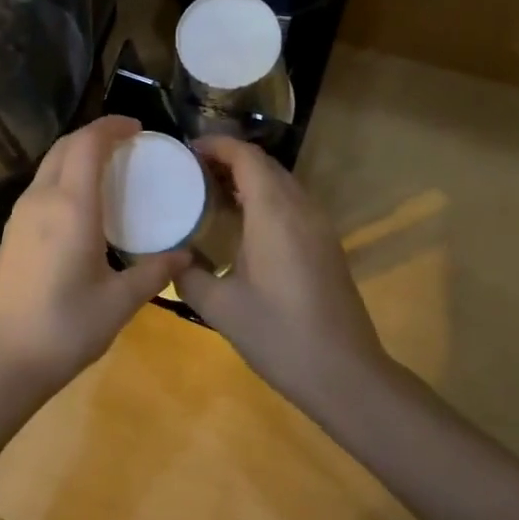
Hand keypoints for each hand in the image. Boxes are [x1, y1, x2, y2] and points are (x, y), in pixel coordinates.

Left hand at [0, 116, 188, 399]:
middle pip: (65, 146)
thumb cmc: (64, 329)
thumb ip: (154, 272)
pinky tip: (83, 203)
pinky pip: (41, 186)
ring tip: (110, 169)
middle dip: (95, 135)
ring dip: (77, 154)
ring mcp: (20, 215)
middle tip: (128, 145)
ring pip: (49, 164)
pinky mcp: (12, 233)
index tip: (138, 128)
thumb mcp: (118, 302)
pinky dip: (65, 176)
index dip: (112, 126)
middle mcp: (41, 199)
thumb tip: (186, 255)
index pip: (88, 143)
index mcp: (70, 206)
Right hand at [177, 137, 386, 407]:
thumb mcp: (220, 308)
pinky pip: (292, 203)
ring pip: (281, 183)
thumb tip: (172, 259)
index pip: (246, 156)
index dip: (216, 145)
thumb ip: (188, 275)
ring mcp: (319, 226)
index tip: (185, 151)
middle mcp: (301, 208)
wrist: (346, 374)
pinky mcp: (326, 244)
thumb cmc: (279, 336)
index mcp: (274, 213)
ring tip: (210, 192)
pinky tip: (242, 224)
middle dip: (228, 159)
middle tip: (190, 171)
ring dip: (248, 178)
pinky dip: (264, 198)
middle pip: (265, 164)